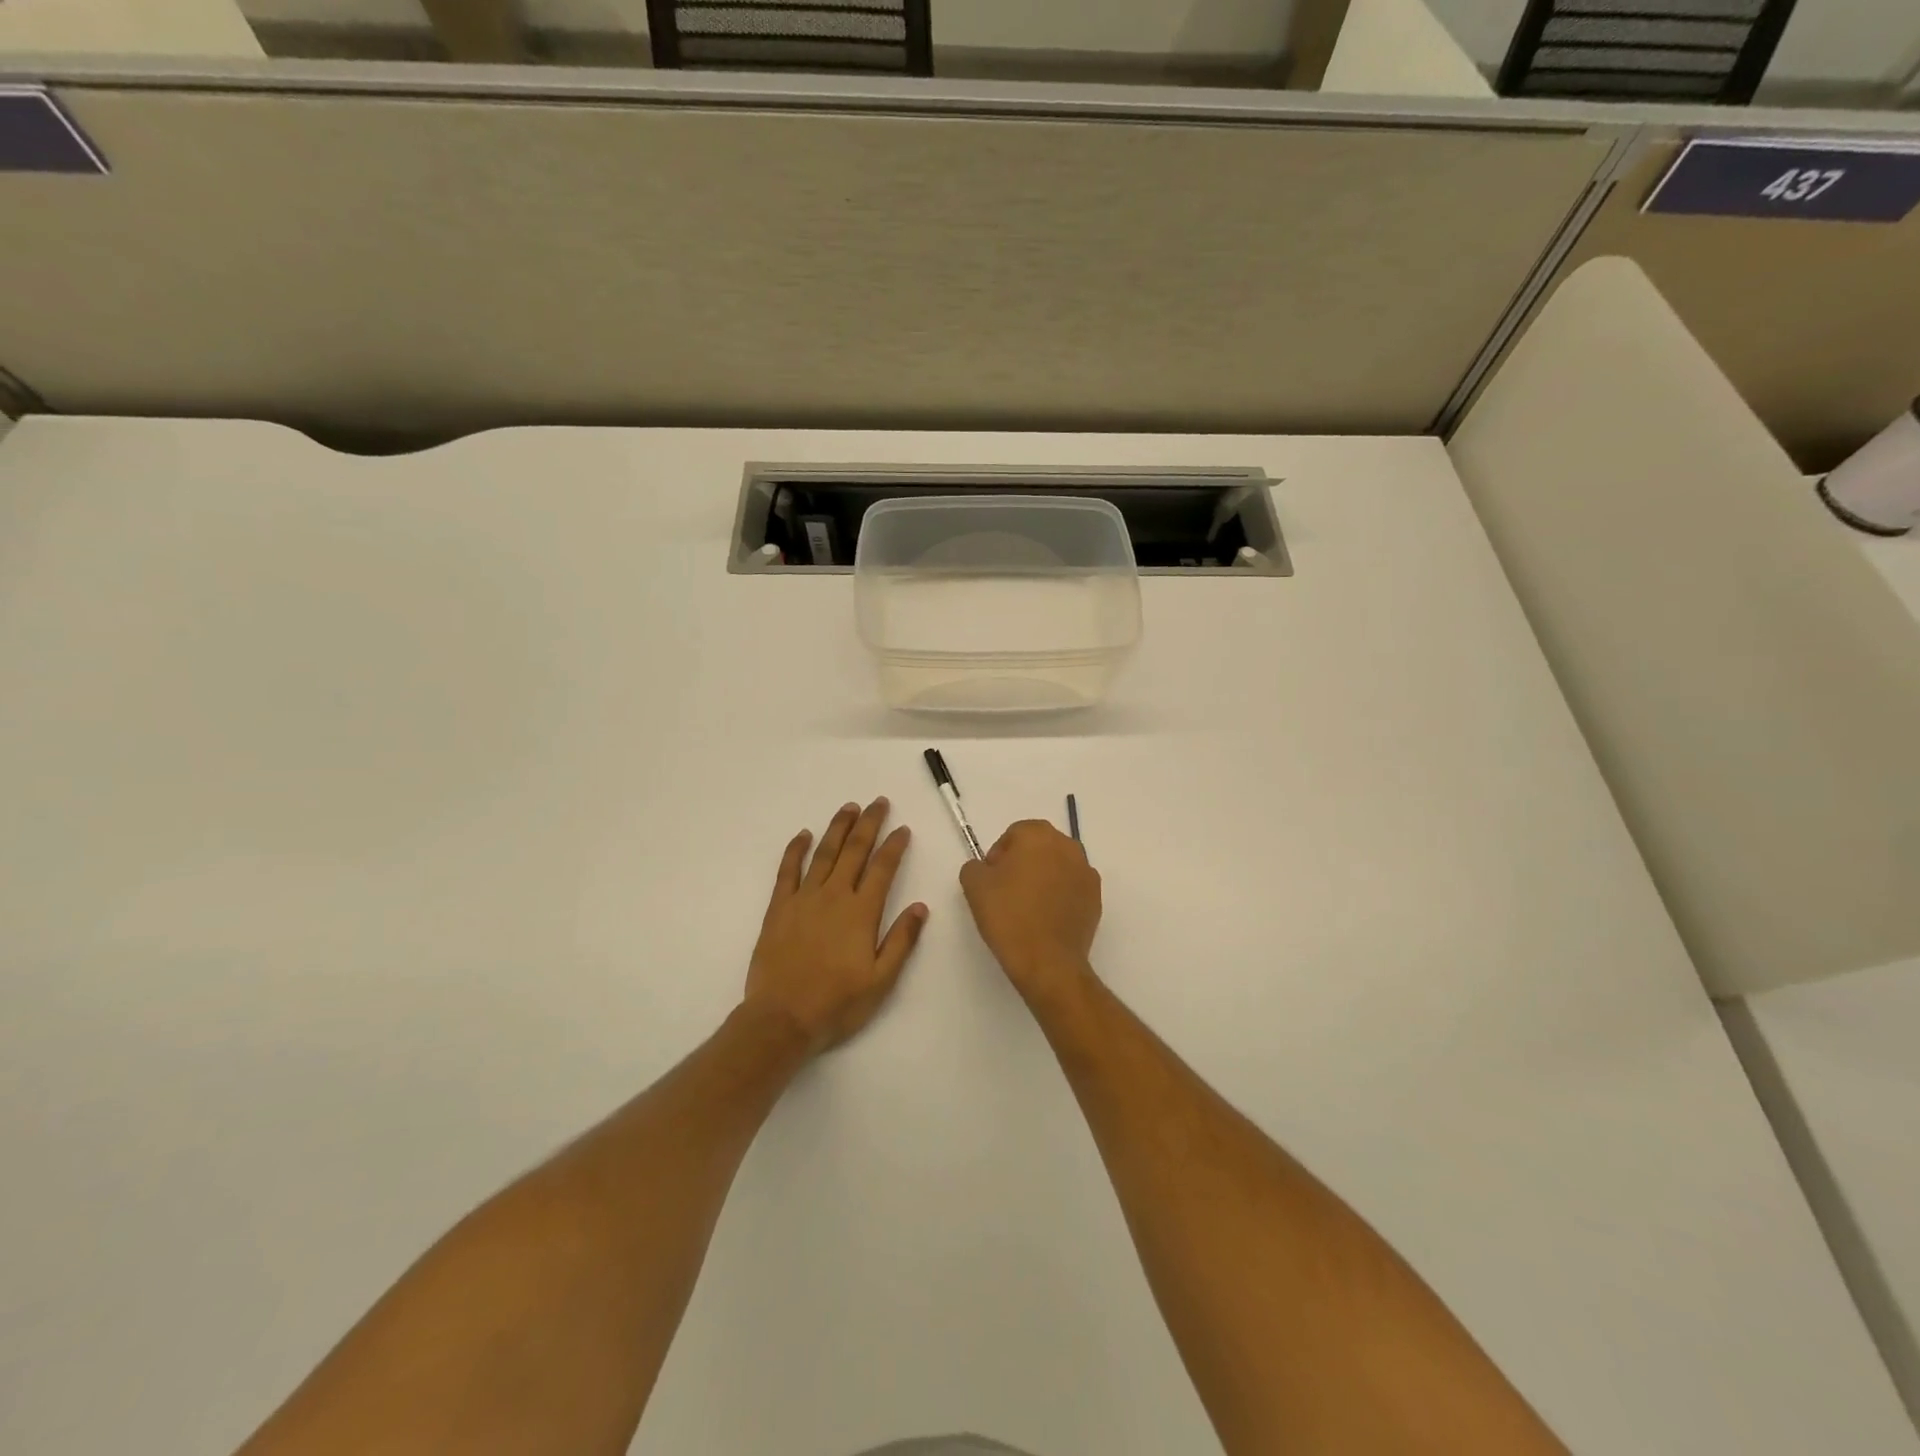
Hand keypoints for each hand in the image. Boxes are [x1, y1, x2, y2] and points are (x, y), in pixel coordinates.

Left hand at [744, 798, 928, 1053]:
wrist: (782, 1019)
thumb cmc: (837, 1003)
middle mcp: (834, 896)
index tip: (903, 829)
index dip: (894, 846)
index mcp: (862, 912)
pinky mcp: (779, 908)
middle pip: (854, 851)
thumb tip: (920, 907)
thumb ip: (901, 940)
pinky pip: (787, 871)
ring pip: (824, 853)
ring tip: (849, 808)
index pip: (882, 868)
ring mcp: (803, 899)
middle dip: (869, 824)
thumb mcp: (881, 981)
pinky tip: (803, 835)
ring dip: (838, 828)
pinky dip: (795, 850)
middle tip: (878, 802)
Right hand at [960, 819, 1100, 1004]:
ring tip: (1027, 906)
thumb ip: (975, 866)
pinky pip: (1072, 887)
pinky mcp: (1096, 898)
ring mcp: (1086, 872)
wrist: (1047, 962)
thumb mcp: (974, 886)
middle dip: (1023, 862)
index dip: (999, 854)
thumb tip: (986, 869)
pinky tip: (1046, 918)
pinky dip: (1060, 895)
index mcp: (1039, 836)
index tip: (991, 879)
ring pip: (1058, 866)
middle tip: (1006, 890)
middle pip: (1039, 846)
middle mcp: (1068, 846)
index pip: (1014, 833)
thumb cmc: (1009, 916)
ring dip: (1043, 877)